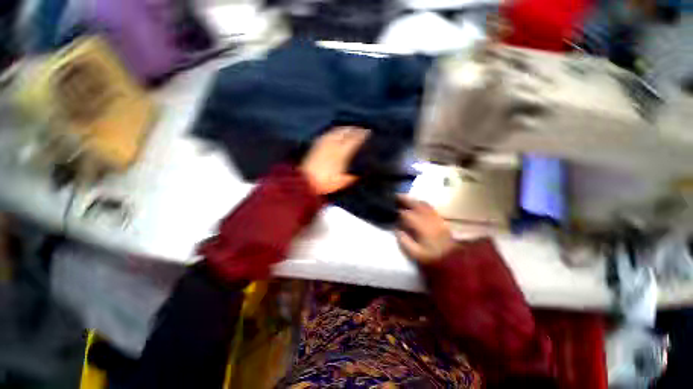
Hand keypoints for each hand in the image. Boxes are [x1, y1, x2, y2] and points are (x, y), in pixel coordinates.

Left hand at [301, 126, 369, 194]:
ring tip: (351, 128)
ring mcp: (324, 144)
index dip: (362, 136)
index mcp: (342, 154)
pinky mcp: (317, 144)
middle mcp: (333, 146)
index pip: (354, 140)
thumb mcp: (342, 182)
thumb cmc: (325, 183)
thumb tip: (360, 173)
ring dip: (346, 129)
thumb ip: (352, 176)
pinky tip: (336, 132)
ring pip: (337, 132)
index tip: (368, 133)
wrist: (306, 180)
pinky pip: (328, 134)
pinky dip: (335, 131)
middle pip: (346, 133)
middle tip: (362, 129)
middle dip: (355, 130)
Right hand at [396, 196, 455, 263]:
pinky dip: (421, 203)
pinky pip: (429, 207)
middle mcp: (429, 218)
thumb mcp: (415, 253)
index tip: (391, 210)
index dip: (398, 211)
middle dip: (405, 199)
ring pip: (423, 204)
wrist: (453, 259)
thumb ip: (404, 241)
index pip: (407, 214)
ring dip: (413, 200)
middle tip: (395, 196)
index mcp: (422, 226)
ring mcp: (435, 217)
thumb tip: (397, 230)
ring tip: (405, 199)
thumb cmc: (432, 257)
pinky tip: (417, 205)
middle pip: (416, 204)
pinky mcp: (440, 219)